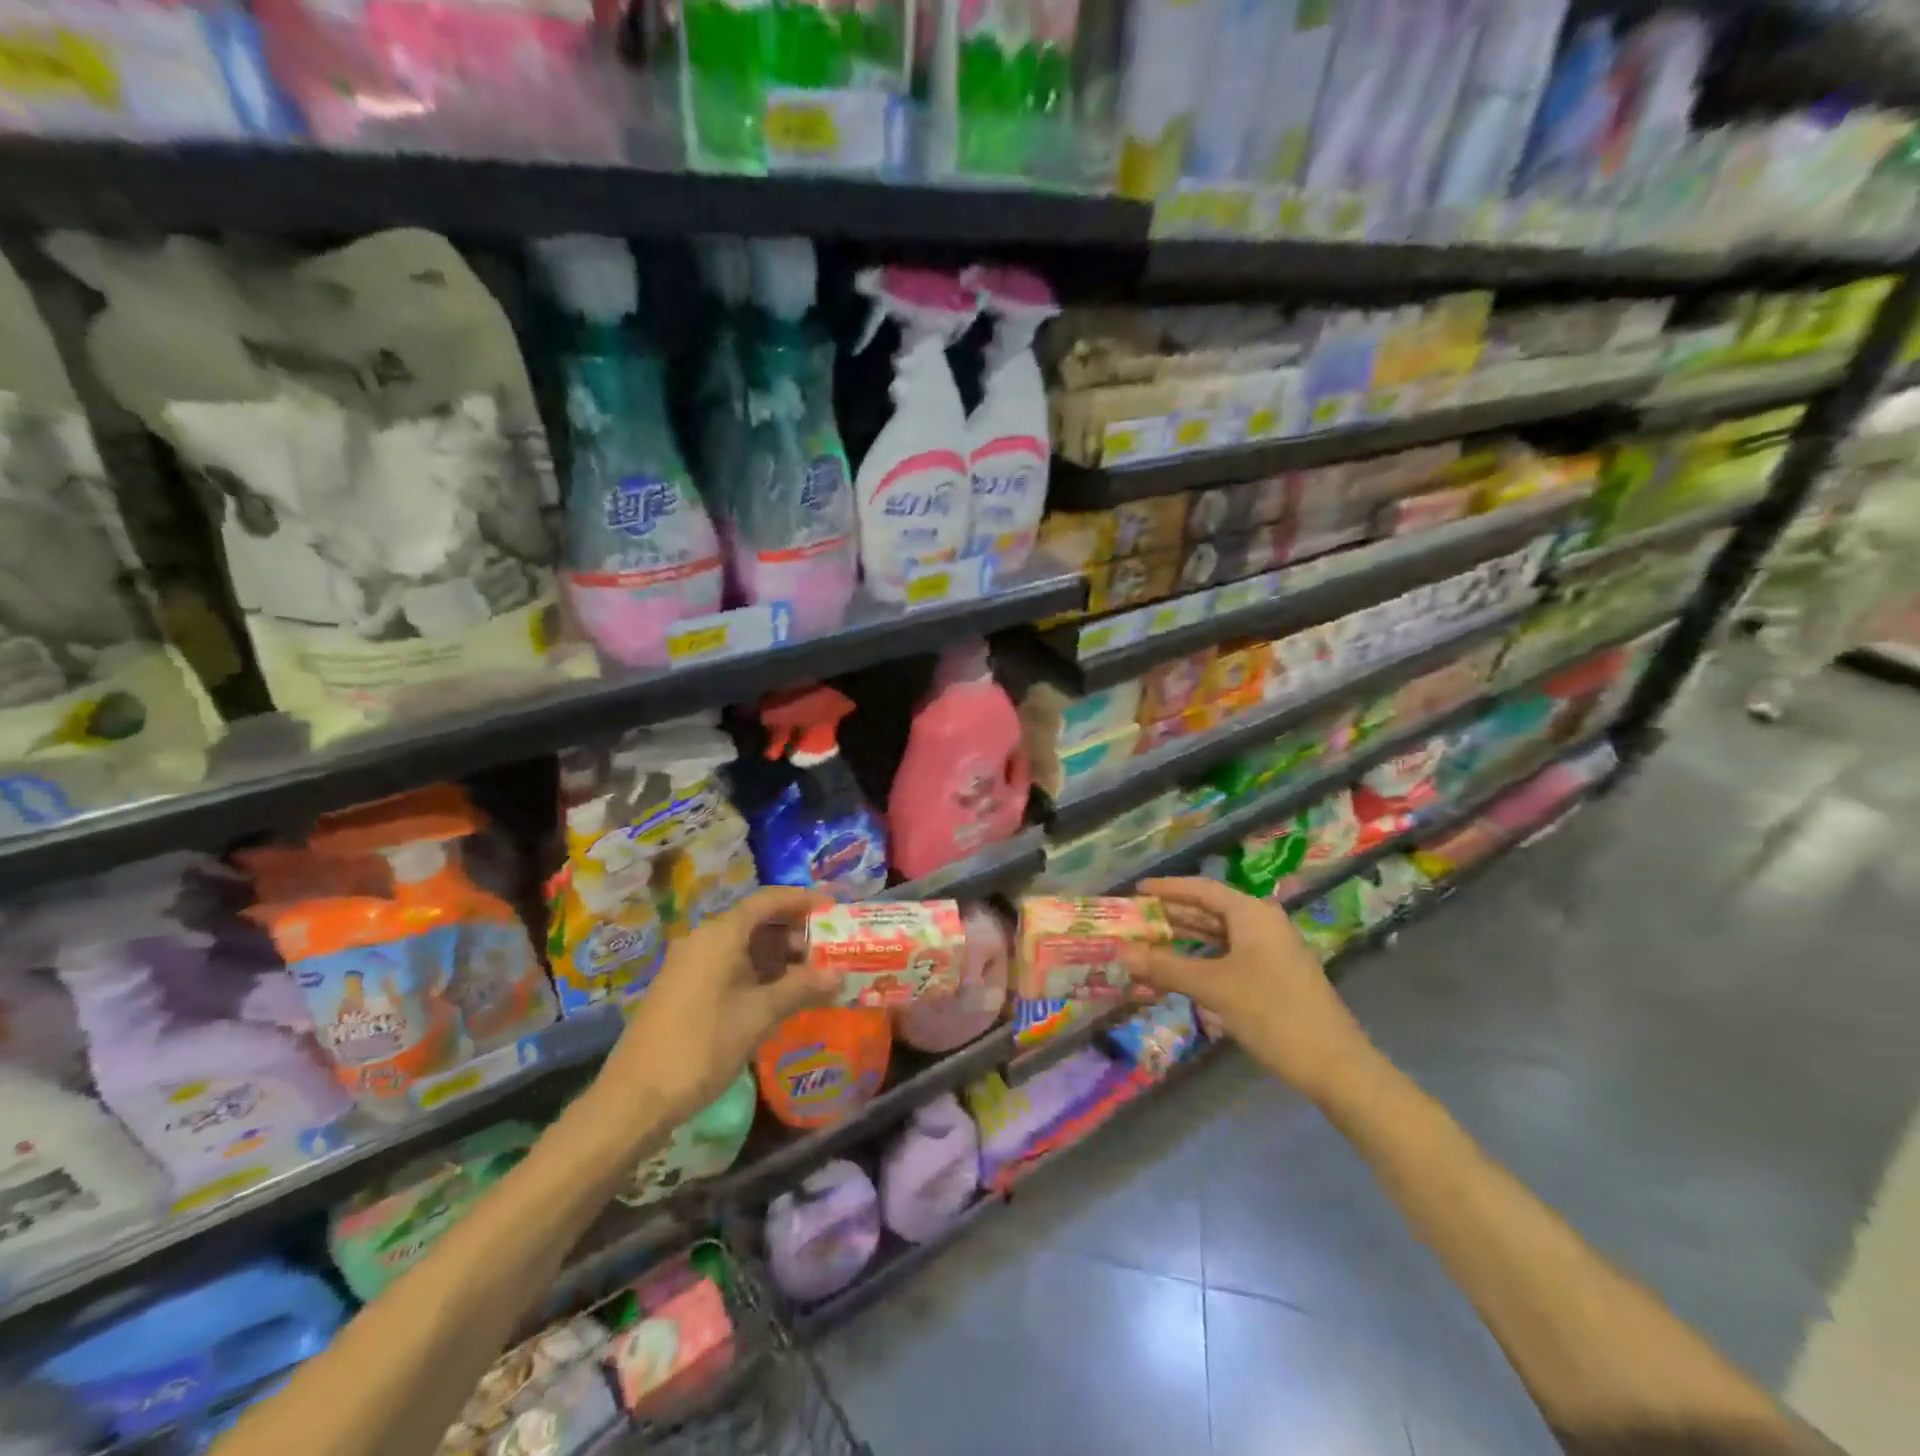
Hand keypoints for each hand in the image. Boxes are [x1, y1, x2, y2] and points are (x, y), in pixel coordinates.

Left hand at [596, 887, 839, 1128]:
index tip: (834, 909)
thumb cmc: (703, 1046)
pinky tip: (778, 995)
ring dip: (778, 956)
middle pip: (756, 920)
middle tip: (828, 951)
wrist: (635, 1097)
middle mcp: (704, 939)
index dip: (803, 901)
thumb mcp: (760, 1015)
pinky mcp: (684, 988)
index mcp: (721, 934)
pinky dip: (757, 971)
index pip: (768, 900)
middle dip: (794, 932)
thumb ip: (801, 988)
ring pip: (743, 945)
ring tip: (810, 976)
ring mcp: (690, 964)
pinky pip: (728, 964)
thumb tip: (839, 974)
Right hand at [1129, 877, 1376, 1105]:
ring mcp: (1271, 951)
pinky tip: (1179, 974)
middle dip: (1172, 915)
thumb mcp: (1214, 988)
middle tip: (1135, 919)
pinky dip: (1201, 961)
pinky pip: (1228, 957)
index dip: (1168, 888)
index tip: (1137, 890)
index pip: (1202, 889)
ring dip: (1184, 941)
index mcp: (1252, 914)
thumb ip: (1165, 967)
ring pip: (1218, 936)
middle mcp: (1262, 924)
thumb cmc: (1272, 1013)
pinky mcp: (1274, 976)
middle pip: (1209, 910)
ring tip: (1148, 944)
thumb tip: (1120, 953)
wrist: (1335, 1066)